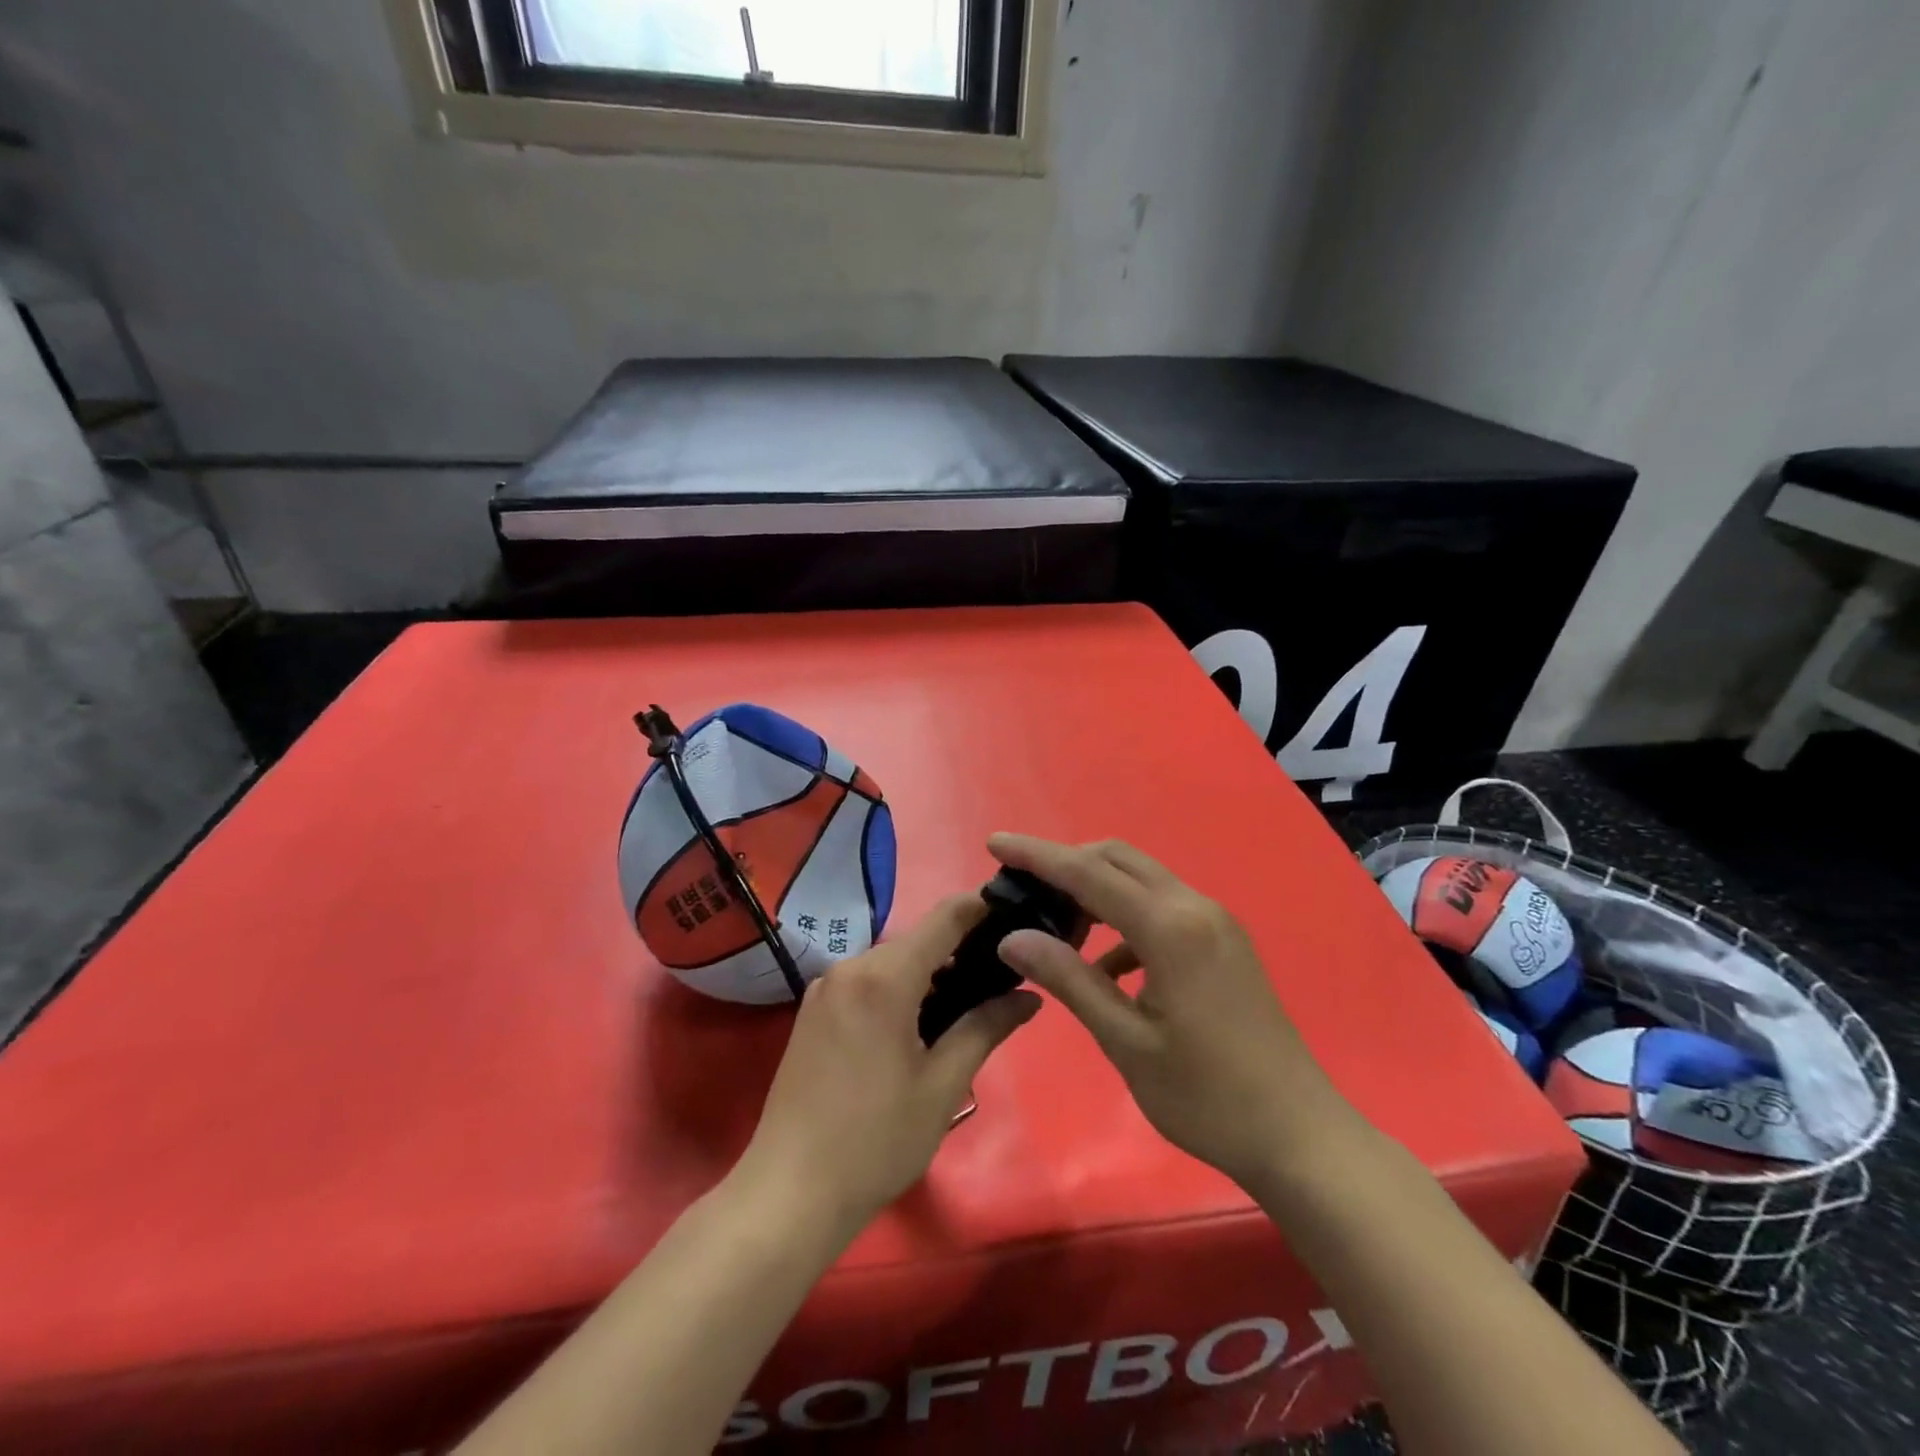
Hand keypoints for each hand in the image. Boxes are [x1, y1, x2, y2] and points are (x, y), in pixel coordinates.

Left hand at [738, 896, 1041, 1235]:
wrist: (789, 1192)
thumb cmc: (875, 1140)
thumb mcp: (942, 1086)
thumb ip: (985, 1028)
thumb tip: (1029, 996)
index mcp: (884, 977)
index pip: (944, 918)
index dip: (982, 908)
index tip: (1018, 913)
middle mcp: (850, 967)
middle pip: (917, 941)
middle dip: (960, 950)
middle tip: (1002, 976)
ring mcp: (825, 988)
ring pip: (891, 962)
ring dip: (929, 973)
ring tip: (969, 1004)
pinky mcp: (812, 1011)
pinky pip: (866, 982)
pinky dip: (898, 989)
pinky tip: (920, 1025)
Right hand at [990, 834, 1346, 1191]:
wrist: (1298, 1134)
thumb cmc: (1206, 1097)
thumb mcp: (1126, 1042)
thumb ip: (1069, 979)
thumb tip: (1013, 938)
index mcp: (1170, 928)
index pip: (1088, 873)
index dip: (1037, 855)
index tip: (994, 842)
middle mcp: (1195, 907)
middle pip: (1117, 860)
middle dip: (1066, 862)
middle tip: (1021, 886)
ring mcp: (1215, 922)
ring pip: (1141, 880)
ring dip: (1096, 888)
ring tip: (1054, 924)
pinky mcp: (1223, 942)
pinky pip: (1162, 908)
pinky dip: (1125, 920)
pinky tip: (1106, 967)